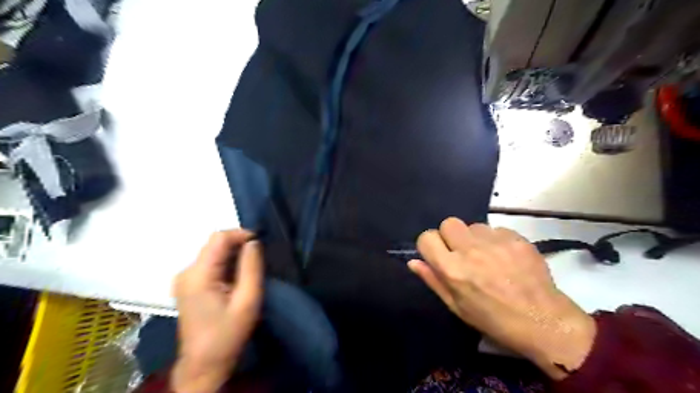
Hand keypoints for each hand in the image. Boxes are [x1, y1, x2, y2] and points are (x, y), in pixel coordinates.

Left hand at [172, 231, 264, 392]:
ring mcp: (184, 278)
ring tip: (250, 267)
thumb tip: (253, 242)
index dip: (241, 234)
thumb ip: (252, 267)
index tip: (260, 244)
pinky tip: (237, 277)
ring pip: (213, 252)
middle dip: (238, 244)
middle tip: (258, 257)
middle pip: (214, 243)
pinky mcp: (187, 285)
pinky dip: (226, 263)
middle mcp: (186, 272)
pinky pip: (210, 263)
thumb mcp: (248, 300)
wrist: (204, 364)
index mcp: (198, 275)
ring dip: (233, 254)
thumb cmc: (228, 334)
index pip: (219, 238)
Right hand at [411, 218, 595, 379]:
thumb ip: (433, 280)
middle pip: (448, 223)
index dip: (430, 245)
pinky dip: (496, 240)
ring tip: (487, 256)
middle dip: (451, 236)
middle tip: (462, 252)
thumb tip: (413, 261)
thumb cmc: (493, 319)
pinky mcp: (515, 238)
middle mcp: (470, 250)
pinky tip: (505, 257)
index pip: (427, 237)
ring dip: (475, 238)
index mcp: (452, 269)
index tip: (438, 253)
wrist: (542, 320)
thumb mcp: (457, 306)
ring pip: (473, 225)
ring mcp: (494, 242)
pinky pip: (496, 229)